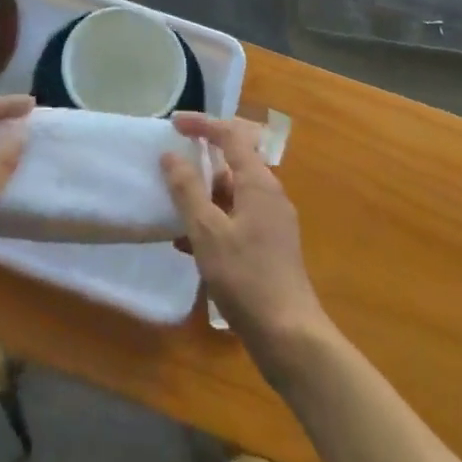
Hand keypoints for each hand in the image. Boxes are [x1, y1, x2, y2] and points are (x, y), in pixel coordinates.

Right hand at [161, 113, 328, 363]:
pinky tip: (187, 245)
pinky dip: (212, 222)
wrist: (290, 337)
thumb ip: (188, 190)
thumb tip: (171, 155)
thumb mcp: (207, 231)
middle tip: (171, 166)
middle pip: (234, 162)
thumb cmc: (246, 277)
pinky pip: (236, 219)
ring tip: (172, 209)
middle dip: (201, 161)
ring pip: (233, 194)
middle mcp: (269, 195)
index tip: (174, 124)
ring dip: (203, 196)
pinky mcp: (270, 248)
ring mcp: (272, 222)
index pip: (231, 135)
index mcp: (258, 182)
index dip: (203, 124)